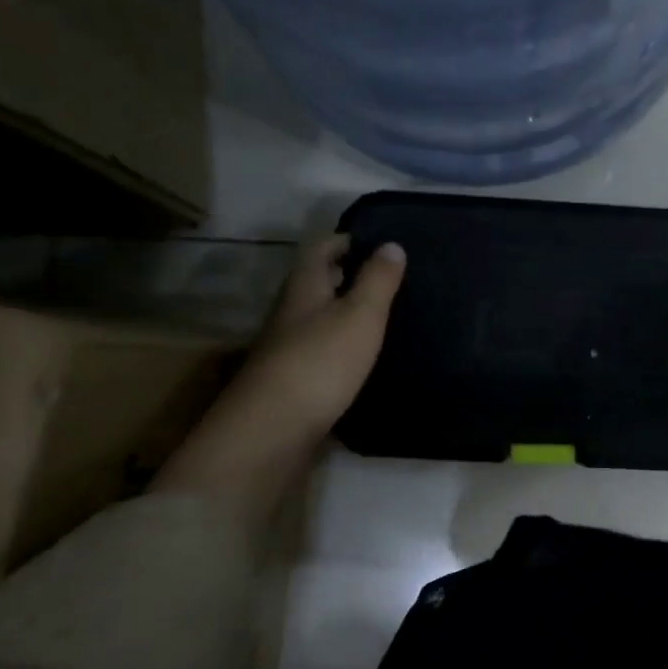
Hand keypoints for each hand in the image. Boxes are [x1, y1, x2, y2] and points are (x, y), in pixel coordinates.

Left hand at [154, 235, 405, 505]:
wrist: (275, 428)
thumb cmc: (321, 362)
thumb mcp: (360, 315)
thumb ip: (377, 280)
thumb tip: (392, 244)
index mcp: (304, 287)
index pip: (322, 248)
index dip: (349, 240)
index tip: (381, 243)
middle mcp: (291, 312)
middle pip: (318, 283)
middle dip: (350, 276)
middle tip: (391, 280)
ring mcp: (288, 348)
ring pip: (320, 318)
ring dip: (347, 313)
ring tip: (386, 316)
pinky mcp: (294, 380)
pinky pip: (322, 350)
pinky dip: (344, 346)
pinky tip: (366, 357)